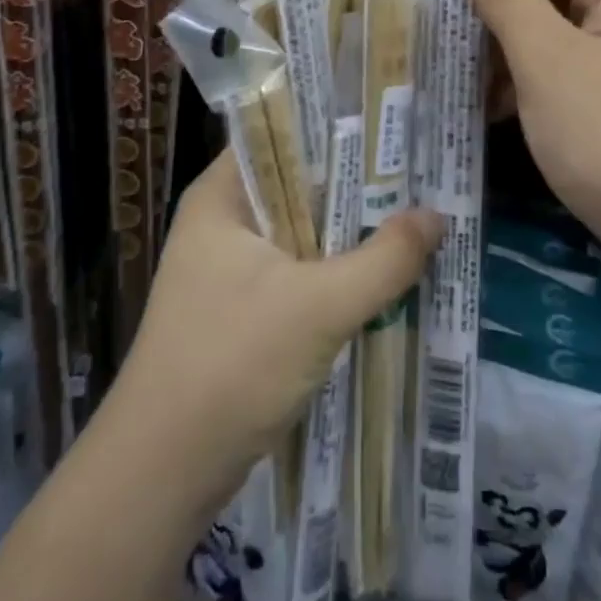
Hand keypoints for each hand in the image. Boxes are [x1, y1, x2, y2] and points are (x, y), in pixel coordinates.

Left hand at [108, 151, 442, 505]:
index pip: (283, 135)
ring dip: (350, 232)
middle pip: (299, 185)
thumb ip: (385, 259)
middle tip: (420, 172)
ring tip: (415, 213)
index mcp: (221, 196)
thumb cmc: (232, 365)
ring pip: (303, 232)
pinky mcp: (242, 310)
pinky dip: (336, 271)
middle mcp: (222, 221)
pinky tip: (383, 273)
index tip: (393, 126)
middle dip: (357, 185)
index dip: (337, 127)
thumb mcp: (320, 306)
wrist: (162, 475)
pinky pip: (299, 272)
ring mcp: (229, 268)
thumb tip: (437, 216)